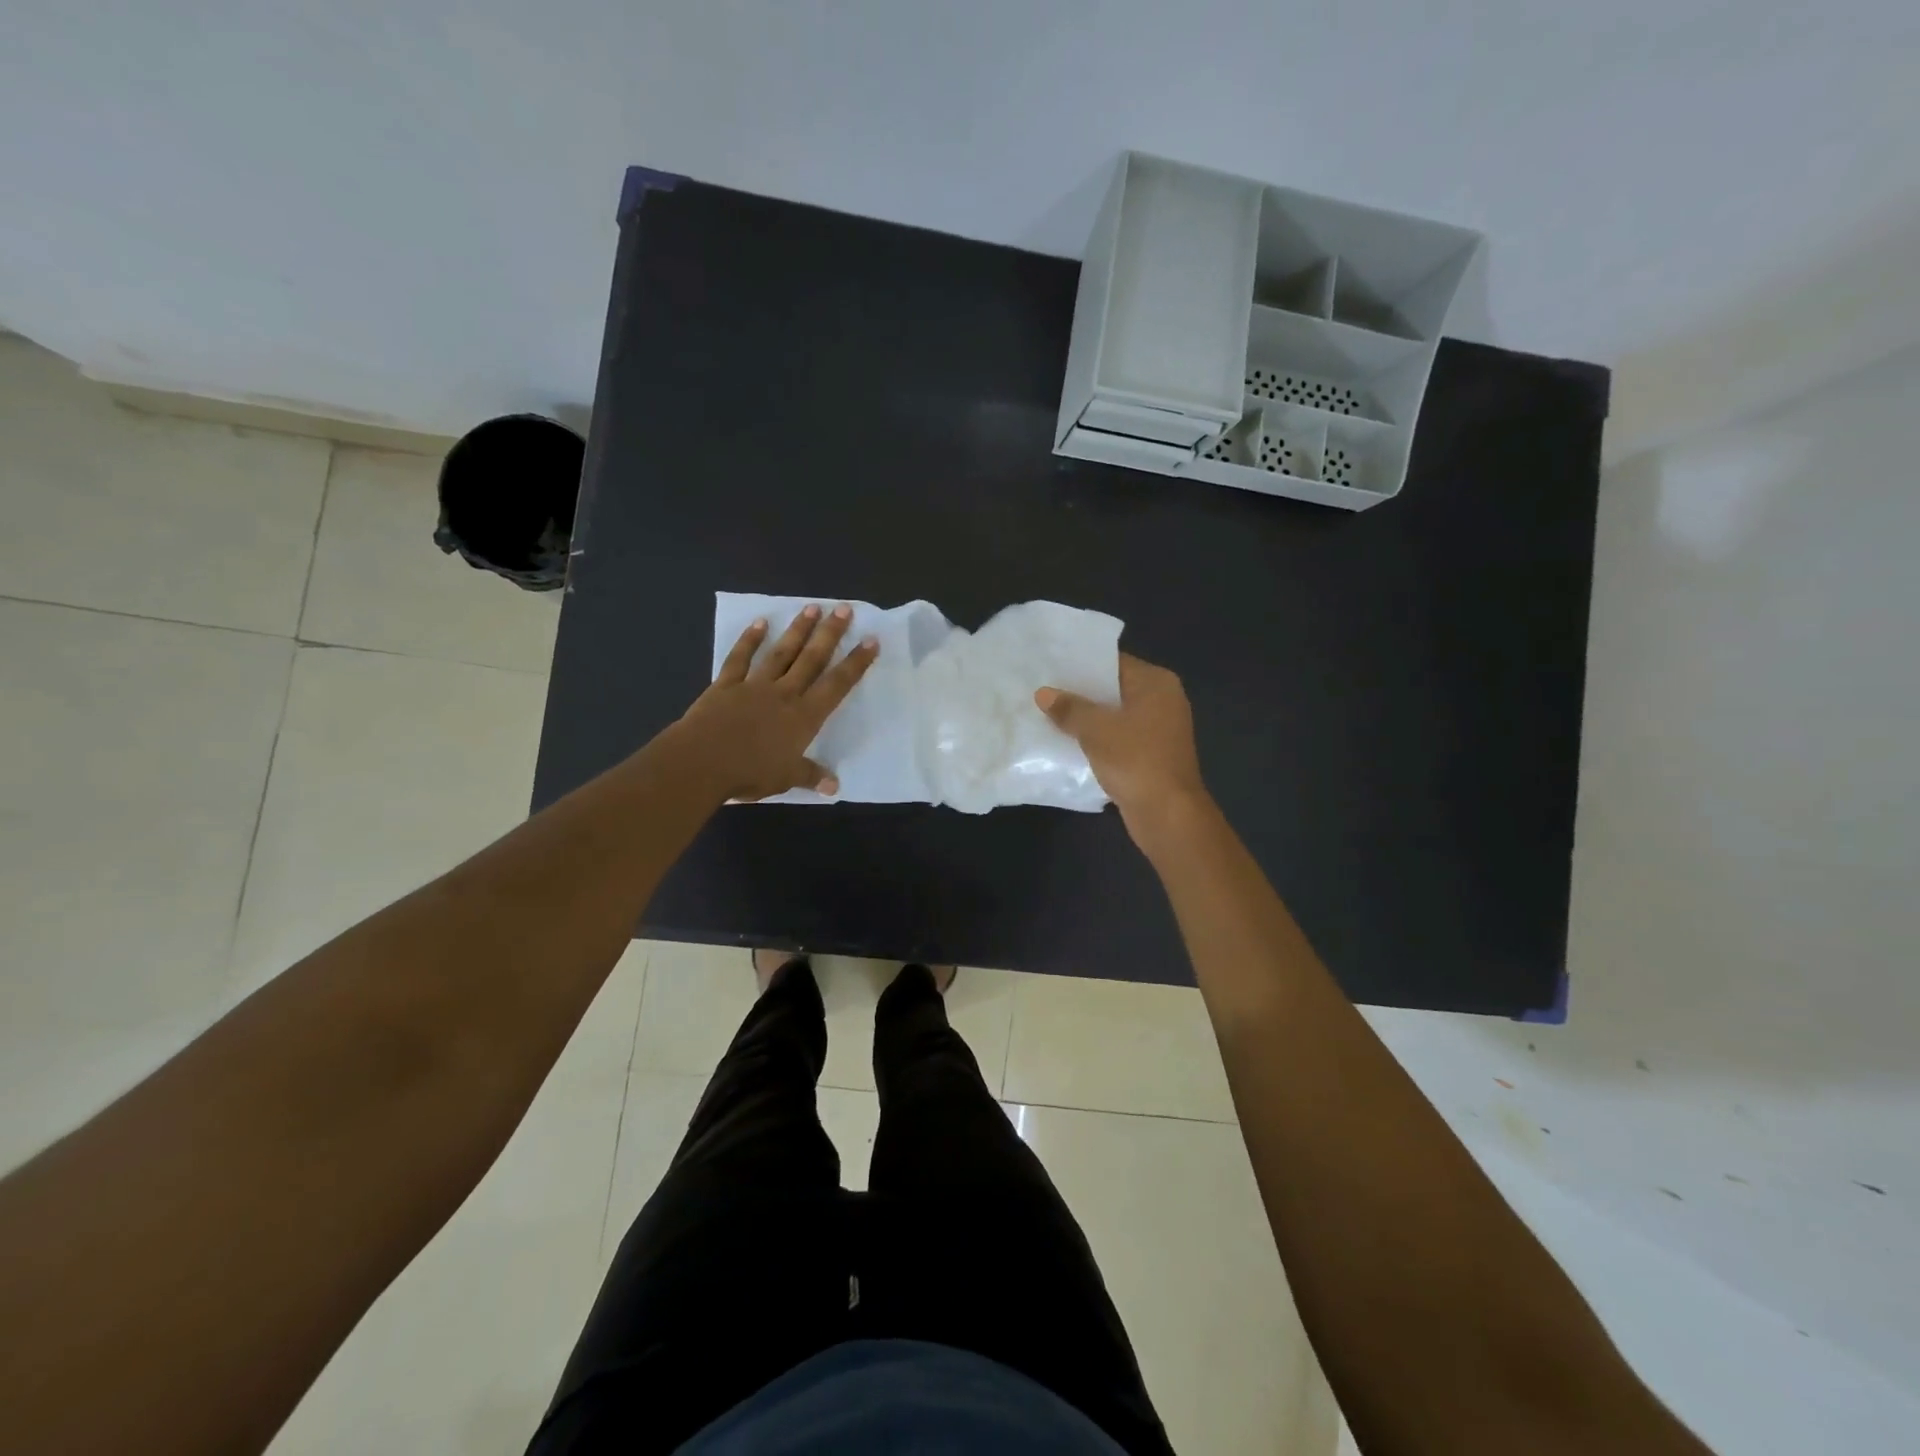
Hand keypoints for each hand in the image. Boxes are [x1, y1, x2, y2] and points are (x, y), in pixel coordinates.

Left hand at [674, 604, 878, 800]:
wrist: (701, 762)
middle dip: (830, 633)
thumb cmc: (749, 773)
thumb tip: (834, 786)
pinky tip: (760, 623)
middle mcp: (784, 694)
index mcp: (804, 716)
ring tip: (812, 607)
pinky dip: (750, 640)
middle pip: (812, 659)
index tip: (870, 640)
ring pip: (781, 652)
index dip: (856, 663)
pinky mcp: (725, 685)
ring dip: (798, 630)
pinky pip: (740, 658)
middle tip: (844, 608)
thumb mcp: (786, 779)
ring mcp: (754, 685)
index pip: (837, 685)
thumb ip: (810, 775)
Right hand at [1036, 654, 1209, 836]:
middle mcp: (1163, 700)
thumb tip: (1044, 693)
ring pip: (1115, 715)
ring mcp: (1160, 729)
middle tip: (1043, 689)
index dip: (1081, 663)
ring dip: (1088, 718)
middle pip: (1114, 688)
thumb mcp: (1096, 730)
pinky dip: (1098, 738)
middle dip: (1081, 692)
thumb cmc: (1135, 760)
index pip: (1114, 661)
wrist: (1168, 814)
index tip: (1050, 665)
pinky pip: (1119, 737)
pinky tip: (1068, 741)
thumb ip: (1069, 709)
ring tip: (1049, 714)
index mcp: (1156, 683)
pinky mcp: (1152, 754)